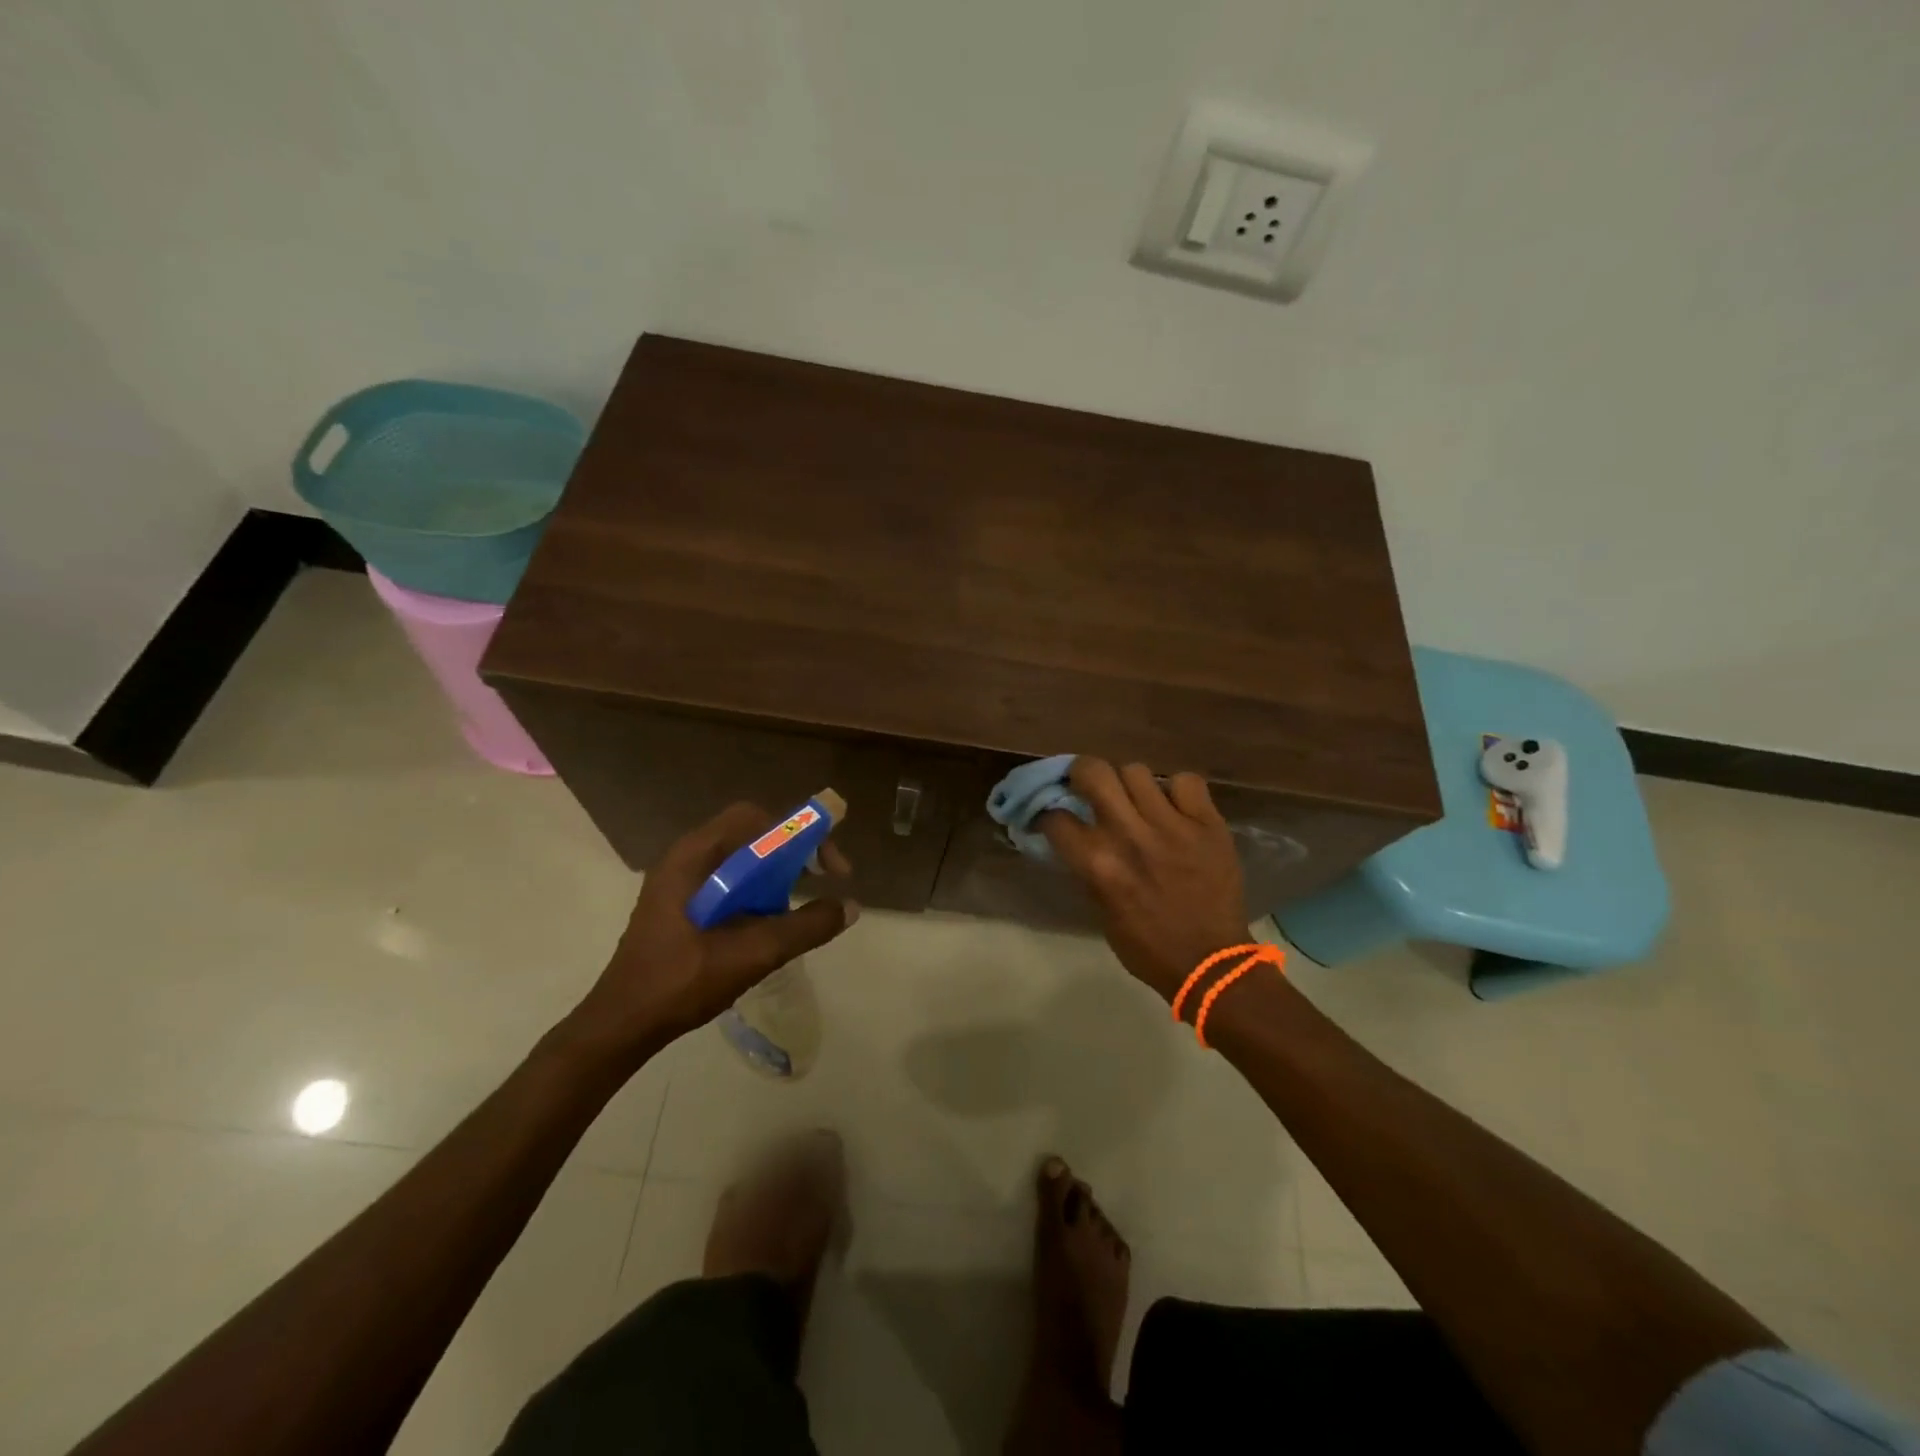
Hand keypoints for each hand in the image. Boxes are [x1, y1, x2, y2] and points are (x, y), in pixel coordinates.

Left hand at [568, 803, 857, 1056]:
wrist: (622, 1025)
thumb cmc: (681, 982)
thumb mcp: (752, 954)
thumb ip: (804, 927)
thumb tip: (850, 906)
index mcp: (693, 857)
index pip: (756, 819)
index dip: (800, 833)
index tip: (829, 867)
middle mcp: (685, 858)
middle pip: (750, 834)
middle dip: (792, 851)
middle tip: (822, 879)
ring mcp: (680, 882)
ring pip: (740, 858)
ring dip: (776, 871)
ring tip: (800, 901)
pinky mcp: (680, 904)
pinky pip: (728, 880)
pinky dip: (757, 889)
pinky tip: (769, 921)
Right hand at [1041, 758, 1250, 1002]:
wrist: (1212, 964)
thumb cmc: (1148, 947)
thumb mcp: (1101, 912)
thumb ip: (1086, 869)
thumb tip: (1073, 837)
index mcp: (1099, 864)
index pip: (1056, 817)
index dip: (1049, 814)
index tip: (1054, 817)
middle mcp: (1130, 835)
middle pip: (1094, 771)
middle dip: (1082, 774)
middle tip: (1088, 787)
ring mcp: (1172, 826)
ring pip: (1136, 771)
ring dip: (1129, 785)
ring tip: (1136, 801)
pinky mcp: (1208, 824)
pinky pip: (1185, 782)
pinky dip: (1176, 791)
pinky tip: (1175, 808)